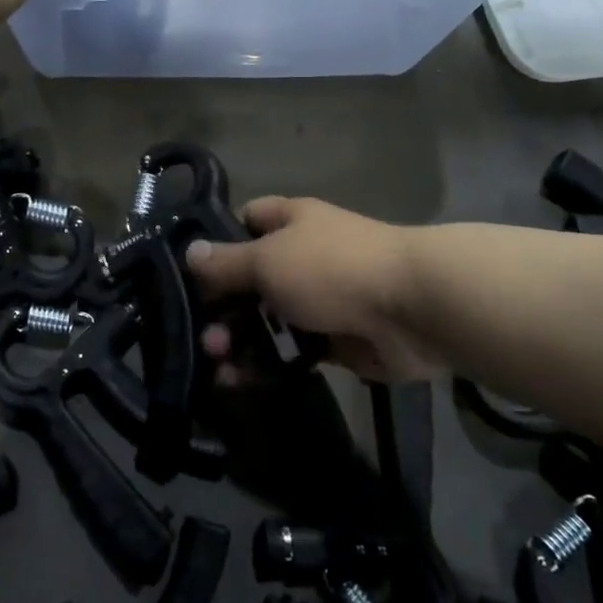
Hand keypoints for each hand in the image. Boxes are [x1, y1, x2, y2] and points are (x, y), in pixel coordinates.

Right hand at [185, 197, 444, 384]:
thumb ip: (226, 263)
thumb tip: (190, 252)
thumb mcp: (268, 259)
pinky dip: (268, 365)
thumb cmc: (331, 268)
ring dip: (240, 341)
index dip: (218, 242)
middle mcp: (303, 256)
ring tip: (218, 364)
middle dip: (223, 306)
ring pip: (269, 320)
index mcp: (290, 221)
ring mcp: (321, 300)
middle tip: (203, 336)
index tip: (191, 274)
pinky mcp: (336, 341)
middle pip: (252, 278)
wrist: (412, 310)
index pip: (246, 221)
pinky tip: (243, 381)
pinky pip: (292, 352)